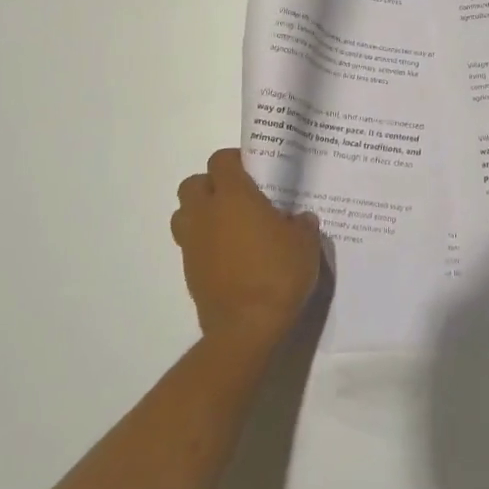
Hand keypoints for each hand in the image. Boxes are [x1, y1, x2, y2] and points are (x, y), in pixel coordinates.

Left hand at [172, 149, 322, 344]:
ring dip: (201, 212)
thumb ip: (301, 224)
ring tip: (228, 224)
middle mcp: (206, 214)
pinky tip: (229, 255)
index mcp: (233, 196)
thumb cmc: (278, 274)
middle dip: (211, 184)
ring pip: (184, 213)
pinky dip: (204, 242)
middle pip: (193, 183)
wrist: (246, 328)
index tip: (253, 169)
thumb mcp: (305, 244)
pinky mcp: (189, 271)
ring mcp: (192, 243)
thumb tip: (298, 219)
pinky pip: (190, 244)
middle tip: (238, 196)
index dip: (235, 160)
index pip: (221, 160)